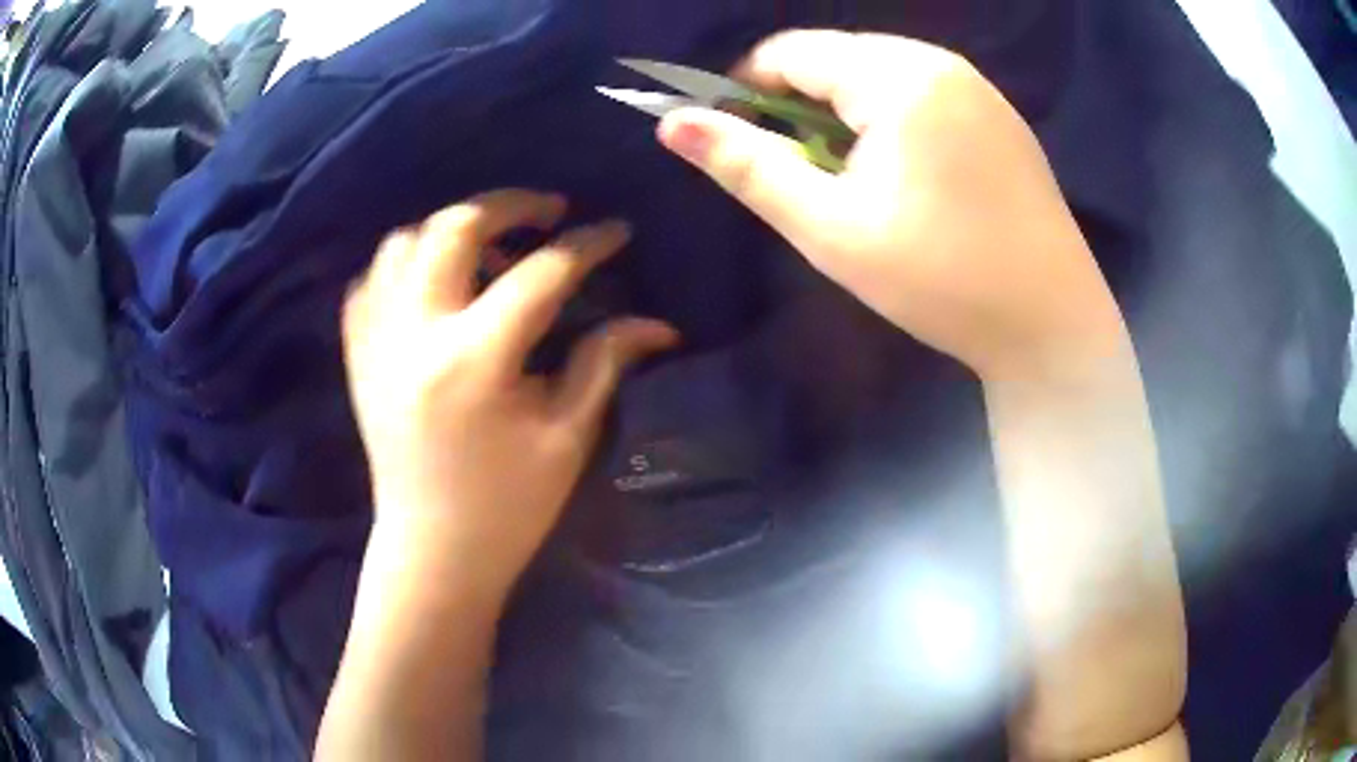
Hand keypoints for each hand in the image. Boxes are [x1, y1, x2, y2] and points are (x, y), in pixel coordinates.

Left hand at [342, 190, 678, 594]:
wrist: (432, 551)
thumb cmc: (508, 506)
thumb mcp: (567, 437)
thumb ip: (605, 363)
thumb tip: (657, 323)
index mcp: (476, 359)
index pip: (541, 273)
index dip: (587, 245)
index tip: (616, 231)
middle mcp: (416, 333)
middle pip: (455, 228)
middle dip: (508, 204)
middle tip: (546, 211)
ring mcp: (377, 341)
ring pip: (403, 242)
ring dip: (450, 229)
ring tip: (487, 247)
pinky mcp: (359, 356)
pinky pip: (371, 281)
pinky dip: (404, 263)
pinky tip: (434, 281)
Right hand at [658, 31, 1123, 379]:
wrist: (1052, 324)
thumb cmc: (941, 280)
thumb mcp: (831, 228)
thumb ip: (748, 166)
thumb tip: (672, 124)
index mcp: (898, 76)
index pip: (791, 51)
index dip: (747, 89)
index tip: (739, 141)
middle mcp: (941, 63)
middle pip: (838, 59)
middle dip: (803, 106)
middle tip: (807, 177)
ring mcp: (978, 87)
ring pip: (881, 76)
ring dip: (847, 116)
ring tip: (857, 182)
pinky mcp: (1000, 116)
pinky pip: (923, 95)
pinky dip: (892, 122)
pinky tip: (909, 179)